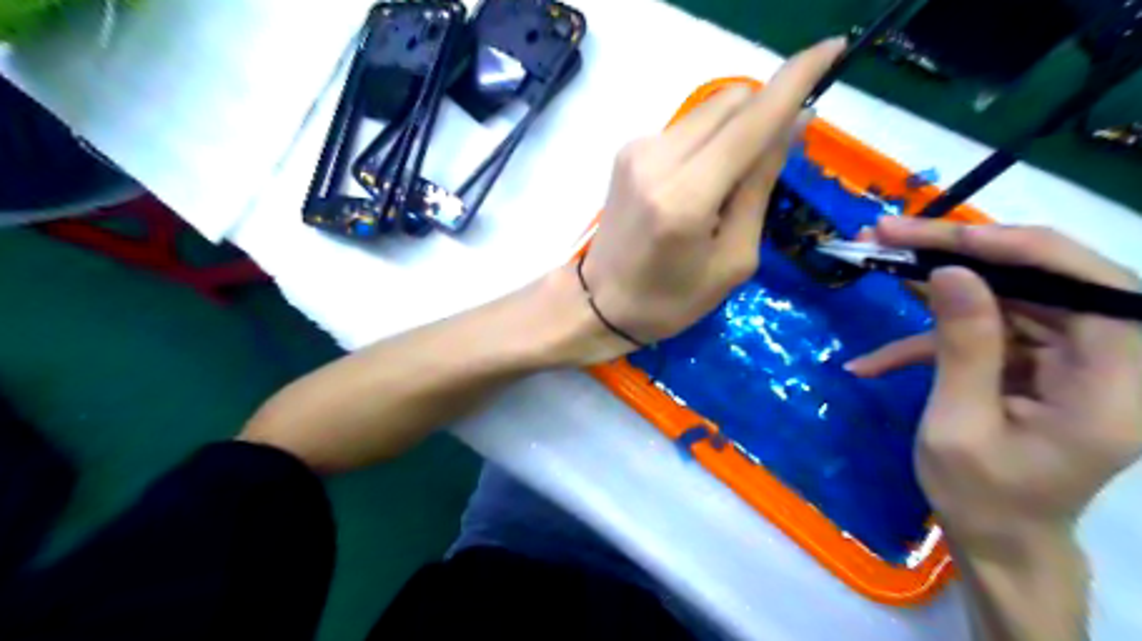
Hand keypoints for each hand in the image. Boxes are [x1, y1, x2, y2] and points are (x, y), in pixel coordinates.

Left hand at [584, 39, 841, 349]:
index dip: (797, 80)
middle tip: (776, 157)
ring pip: (709, 110)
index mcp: (686, 197)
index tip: (833, 50)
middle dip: (766, 113)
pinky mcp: (628, 151)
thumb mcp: (735, 259)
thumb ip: (760, 187)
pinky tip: (703, 181)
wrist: (601, 303)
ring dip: (738, 130)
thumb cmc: (672, 299)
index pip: (751, 121)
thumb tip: (794, 123)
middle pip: (731, 101)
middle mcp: (657, 159)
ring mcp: (637, 150)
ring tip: (731, 183)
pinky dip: (710, 142)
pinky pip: (687, 127)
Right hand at [846, 218, 1140, 552]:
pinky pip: (983, 334)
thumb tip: (951, 273)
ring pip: (1005, 297)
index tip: (935, 236)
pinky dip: (927, 342)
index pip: (1085, 283)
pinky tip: (873, 363)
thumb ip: (963, 347)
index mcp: (1115, 383)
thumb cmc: (980, 497)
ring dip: (935, 287)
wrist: (997, 540)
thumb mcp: (958, 425)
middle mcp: (1108, 360)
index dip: (1012, 248)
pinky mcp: (1033, 365)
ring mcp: (1068, 360)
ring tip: (877, 263)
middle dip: (958, 255)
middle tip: (887, 235)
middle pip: (1039, 278)